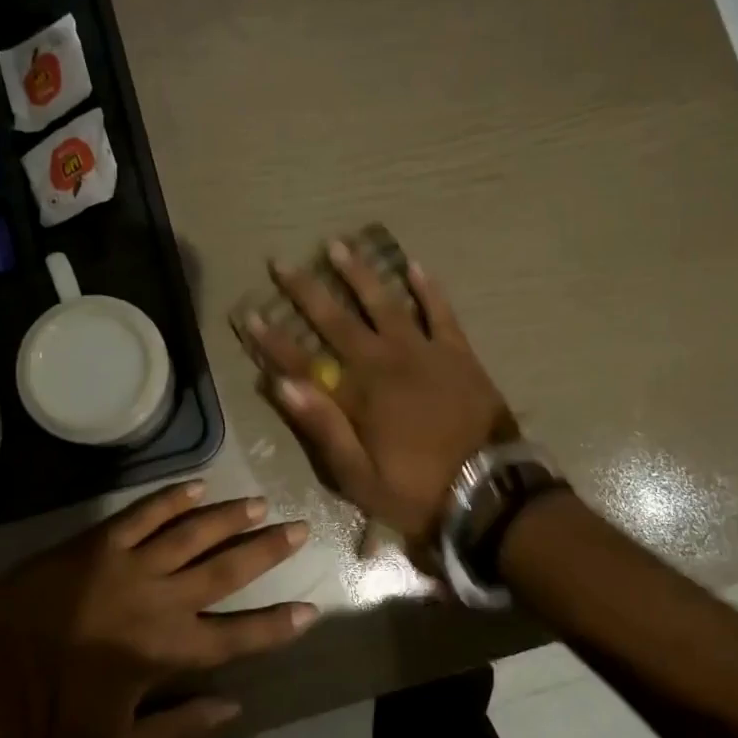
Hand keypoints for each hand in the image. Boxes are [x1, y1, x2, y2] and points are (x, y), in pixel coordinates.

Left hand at [0, 482, 316, 737]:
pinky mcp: (94, 544)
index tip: (309, 610)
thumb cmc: (50, 724)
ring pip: (191, 533)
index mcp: (167, 652)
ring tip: (259, 504)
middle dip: (267, 550)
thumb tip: (236, 708)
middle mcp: (158, 601)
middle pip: (226, 570)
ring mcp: (126, 566)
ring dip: (229, 517)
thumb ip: (181, 729)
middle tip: (299, 528)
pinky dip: (172, 498)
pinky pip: (142, 513)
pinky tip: (197, 486)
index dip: (277, 625)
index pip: (239, 635)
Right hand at [240, 242, 512, 541]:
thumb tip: (282, 385)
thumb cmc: (417, 491)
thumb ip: (322, 428)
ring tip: (338, 245)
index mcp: (358, 395)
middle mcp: (385, 362)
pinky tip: (414, 265)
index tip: (248, 313)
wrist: (489, 491)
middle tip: (281, 263)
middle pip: (337, 321)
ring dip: (359, 274)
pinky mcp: (457, 352)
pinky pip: (440, 312)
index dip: (272, 339)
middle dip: (305, 292)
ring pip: (384, 303)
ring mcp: (423, 352)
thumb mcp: (359, 477)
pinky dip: (427, 288)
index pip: (303, 361)